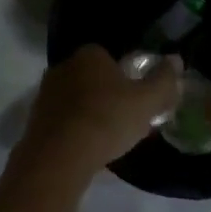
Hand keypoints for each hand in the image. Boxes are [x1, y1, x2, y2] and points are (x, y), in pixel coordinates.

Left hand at [17, 45, 181, 174]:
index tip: (137, 100)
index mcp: (89, 54)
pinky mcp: (35, 119)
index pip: (111, 57)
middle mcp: (63, 66)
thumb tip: (175, 60)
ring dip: (90, 113)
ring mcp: (45, 93)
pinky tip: (86, 148)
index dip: (127, 77)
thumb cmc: (107, 120)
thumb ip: (164, 80)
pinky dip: (75, 130)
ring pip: (77, 100)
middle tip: (125, 120)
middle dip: (108, 95)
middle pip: (93, 78)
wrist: (59, 156)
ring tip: (107, 139)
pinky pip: (63, 120)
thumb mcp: (147, 101)